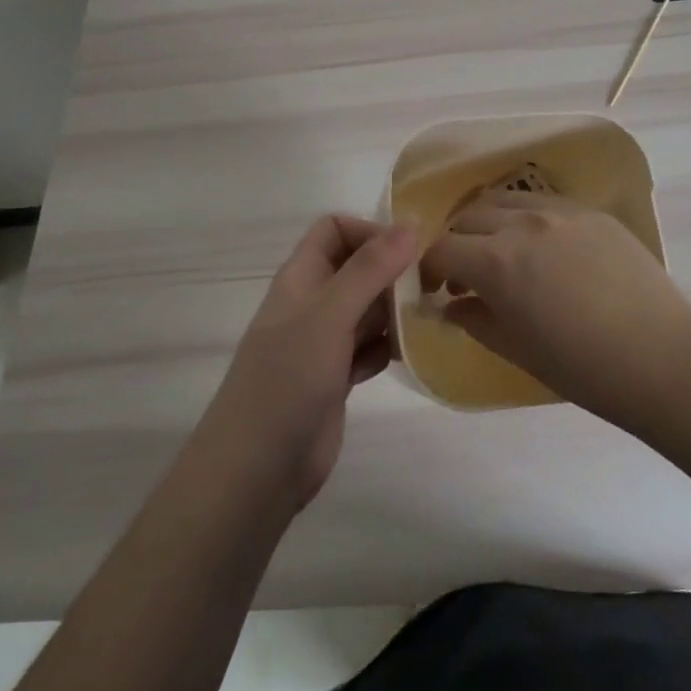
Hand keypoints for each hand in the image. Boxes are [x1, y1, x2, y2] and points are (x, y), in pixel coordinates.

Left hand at [196, 216, 416, 512]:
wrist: (257, 469)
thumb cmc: (288, 379)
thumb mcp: (330, 315)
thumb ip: (370, 268)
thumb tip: (411, 221)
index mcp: (302, 277)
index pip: (335, 230)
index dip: (370, 232)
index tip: (409, 252)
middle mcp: (313, 303)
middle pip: (358, 268)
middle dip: (393, 273)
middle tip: (432, 287)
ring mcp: (323, 342)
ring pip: (368, 309)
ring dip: (396, 311)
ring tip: (428, 320)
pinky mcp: (336, 377)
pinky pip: (370, 347)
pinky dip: (389, 347)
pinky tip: (409, 356)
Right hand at [422, 191, 690, 422]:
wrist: (662, 360)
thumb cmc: (583, 368)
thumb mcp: (516, 349)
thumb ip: (474, 319)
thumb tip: (450, 304)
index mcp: (497, 261)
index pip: (442, 248)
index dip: (428, 268)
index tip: (434, 289)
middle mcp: (523, 223)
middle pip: (468, 216)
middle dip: (456, 243)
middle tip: (465, 276)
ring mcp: (561, 211)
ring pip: (504, 199)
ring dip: (489, 223)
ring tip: (500, 253)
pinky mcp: (592, 212)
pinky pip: (544, 202)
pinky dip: (526, 218)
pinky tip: (543, 248)